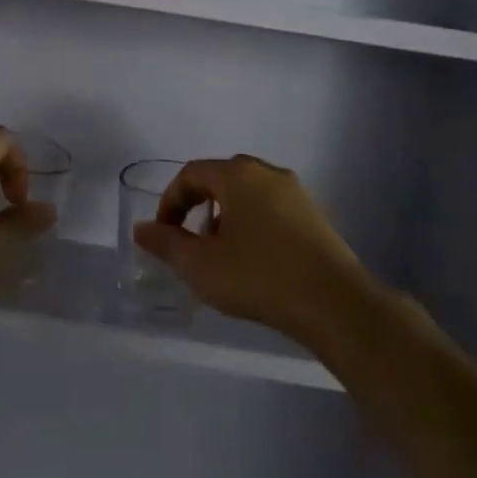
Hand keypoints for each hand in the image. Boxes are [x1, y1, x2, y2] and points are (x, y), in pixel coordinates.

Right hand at [132, 154, 371, 341]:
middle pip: (221, 178)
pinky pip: (272, 209)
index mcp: (238, 175)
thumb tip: (142, 229)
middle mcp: (268, 173)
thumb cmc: (258, 277)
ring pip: (248, 194)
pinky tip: (254, 260)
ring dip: (226, 216)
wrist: (335, 304)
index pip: (191, 174)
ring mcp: (297, 193)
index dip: (170, 202)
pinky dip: (252, 225)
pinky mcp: (316, 216)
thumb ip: (166, 243)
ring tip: (220, 254)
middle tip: (190, 240)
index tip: (163, 234)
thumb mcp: (200, 265)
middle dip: (198, 206)